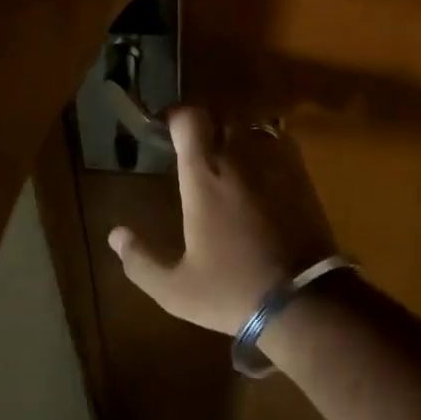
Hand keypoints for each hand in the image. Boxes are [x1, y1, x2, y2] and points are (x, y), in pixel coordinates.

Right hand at [108, 107, 337, 335]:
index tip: (165, 128)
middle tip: (193, 147)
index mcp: (203, 175)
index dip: (175, 116)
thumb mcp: (177, 289)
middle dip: (203, 126)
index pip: (189, 119)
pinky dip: (263, 145)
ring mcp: (272, 163)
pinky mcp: (300, 174)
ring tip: (227, 155)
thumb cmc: (234, 290)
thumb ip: (141, 261)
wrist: (306, 303)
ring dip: (234, 134)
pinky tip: (260, 168)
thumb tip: (115, 235)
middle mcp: (236, 157)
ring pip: (248, 127)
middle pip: (218, 117)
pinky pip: (277, 141)